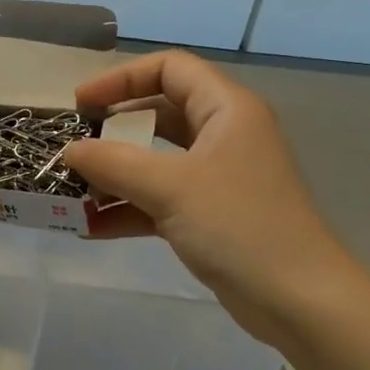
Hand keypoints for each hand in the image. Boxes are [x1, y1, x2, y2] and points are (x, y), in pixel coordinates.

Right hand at [61, 52, 368, 329]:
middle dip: (112, 129)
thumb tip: (69, 150)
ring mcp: (217, 177)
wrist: (299, 301)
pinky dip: (127, 209)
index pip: (169, 69)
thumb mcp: (170, 187)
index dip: (121, 78)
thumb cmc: (239, 226)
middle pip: (159, 113)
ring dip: (114, 174)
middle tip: (74, 144)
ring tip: (72, 190)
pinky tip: (89, 227)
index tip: (81, 104)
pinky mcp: (210, 215)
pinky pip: (159, 199)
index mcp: (226, 109)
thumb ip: (113, 163)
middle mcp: (223, 135)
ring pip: (156, 160)